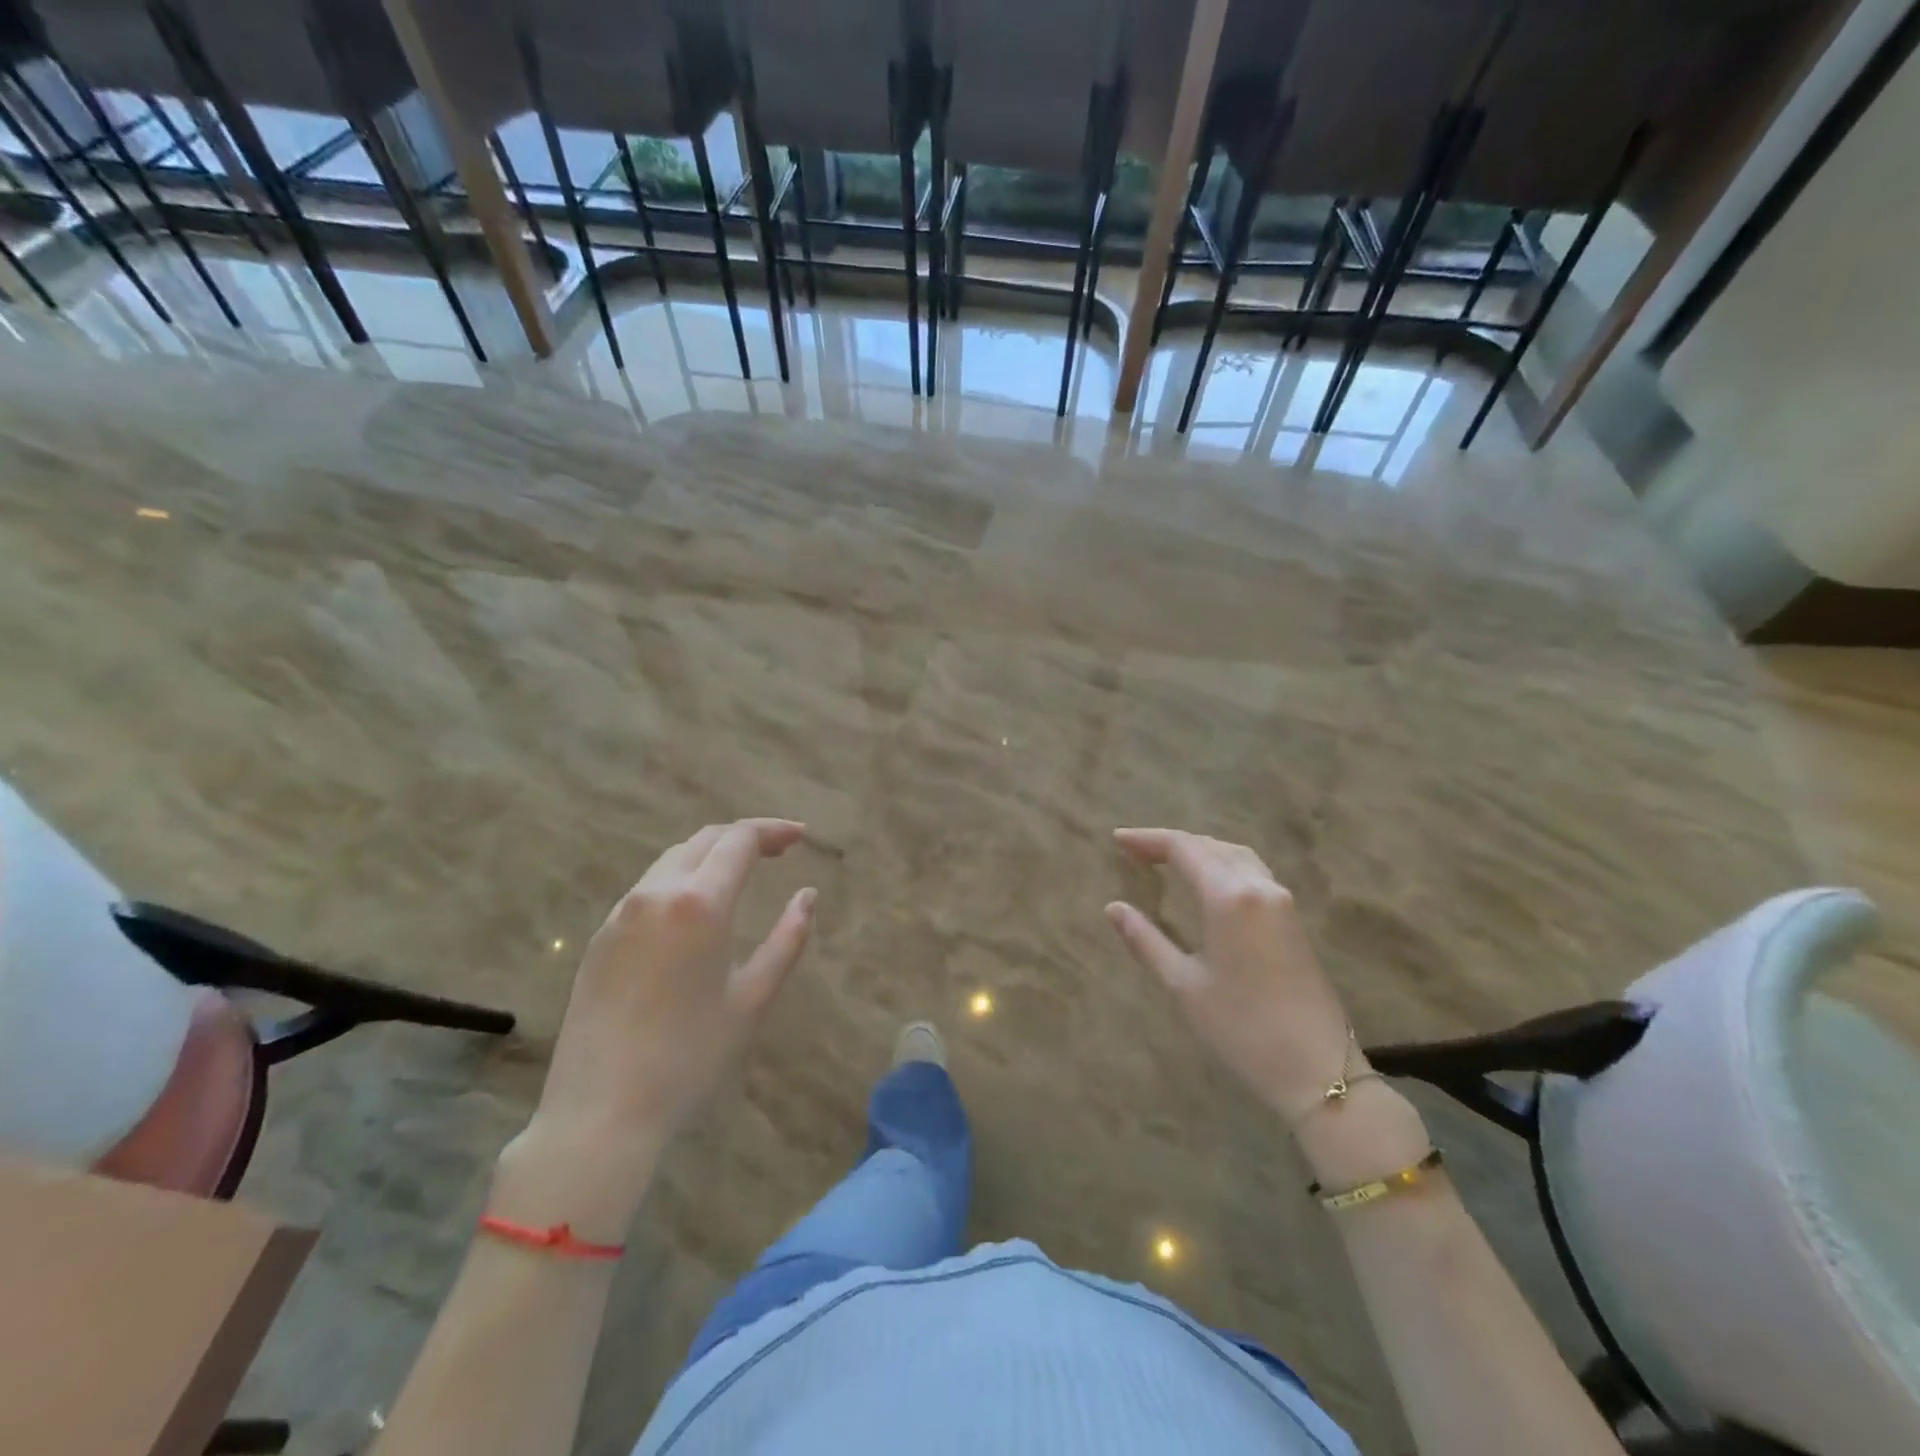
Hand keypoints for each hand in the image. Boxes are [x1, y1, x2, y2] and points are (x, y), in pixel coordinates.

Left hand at [519, 819, 816, 1172]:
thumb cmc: (690, 1057)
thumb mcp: (753, 998)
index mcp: (699, 903)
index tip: (801, 836)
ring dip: (710, 855)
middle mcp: (656, 894)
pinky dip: (681, 880)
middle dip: (744, 837)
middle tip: (778, 850)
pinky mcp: (599, 938)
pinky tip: (695, 910)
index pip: (739, 840)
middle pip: (704, 840)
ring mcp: (620, 914)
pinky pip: (647, 889)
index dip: (773, 830)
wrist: (600, 1113)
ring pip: (672, 861)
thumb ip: (787, 939)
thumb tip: (807, 896)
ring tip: (741, 873)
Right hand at [1105, 828, 1357, 1120]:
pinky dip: (1223, 863)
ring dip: (1200, 849)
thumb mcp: (1184, 984)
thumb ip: (1146, 940)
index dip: (1148, 840)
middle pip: (1210, 845)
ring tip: (1168, 860)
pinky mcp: (1293, 918)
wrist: (1317, 1070)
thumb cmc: (1241, 1028)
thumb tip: (1114, 908)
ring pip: (1235, 855)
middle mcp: (1258, 886)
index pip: (1183, 848)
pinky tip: (1209, 881)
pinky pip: (1252, 871)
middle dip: (1171, 843)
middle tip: (1135, 850)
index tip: (1117, 840)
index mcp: (1228, 897)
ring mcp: (1281, 901)